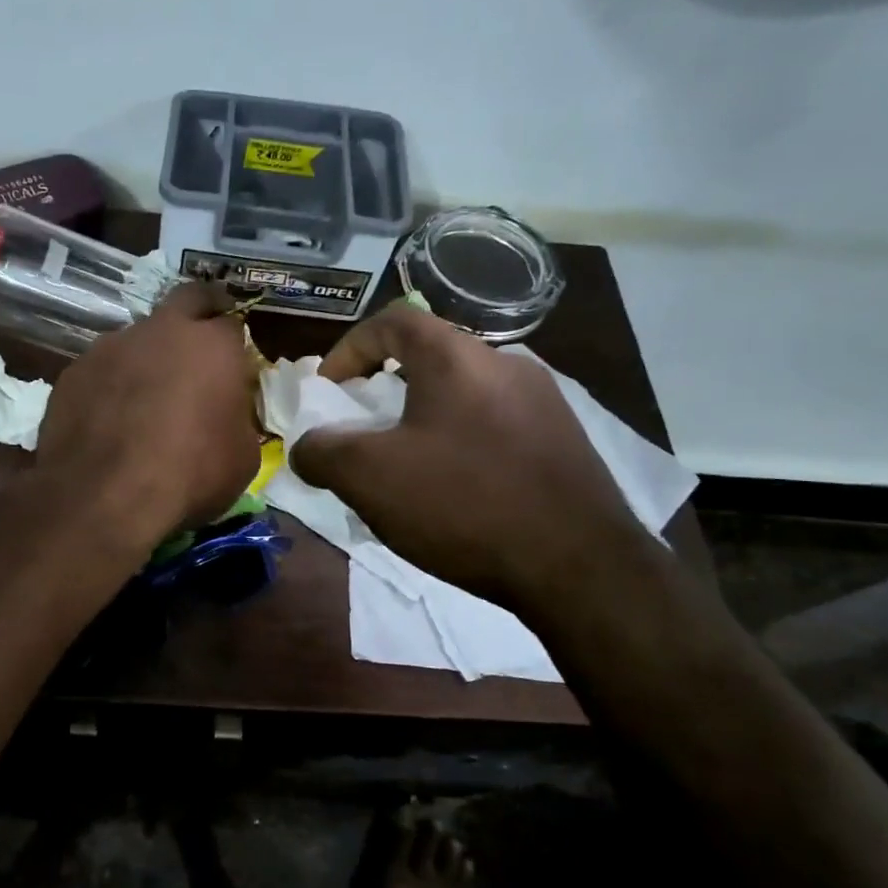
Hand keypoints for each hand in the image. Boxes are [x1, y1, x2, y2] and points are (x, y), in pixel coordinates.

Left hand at [38, 282, 261, 537]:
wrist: (105, 496)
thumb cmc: (189, 476)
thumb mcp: (242, 457)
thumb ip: (237, 417)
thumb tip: (227, 410)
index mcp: (212, 345)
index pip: (232, 323)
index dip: (235, 344)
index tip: (234, 365)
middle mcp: (161, 330)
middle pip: (186, 299)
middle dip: (197, 314)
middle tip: (199, 345)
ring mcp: (111, 346)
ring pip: (137, 337)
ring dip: (146, 356)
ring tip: (144, 398)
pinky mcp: (73, 371)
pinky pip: (101, 369)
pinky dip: (110, 385)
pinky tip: (108, 418)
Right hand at [288, 304, 656, 616]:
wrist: (580, 567)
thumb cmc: (463, 504)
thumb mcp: (368, 477)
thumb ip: (321, 452)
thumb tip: (308, 448)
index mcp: (457, 357)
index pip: (392, 320)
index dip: (349, 348)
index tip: (330, 391)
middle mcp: (505, 364)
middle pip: (428, 359)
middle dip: (384, 391)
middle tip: (363, 433)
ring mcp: (543, 402)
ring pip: (462, 395)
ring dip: (422, 420)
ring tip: (405, 470)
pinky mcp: (565, 441)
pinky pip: (494, 425)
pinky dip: (460, 443)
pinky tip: (455, 492)